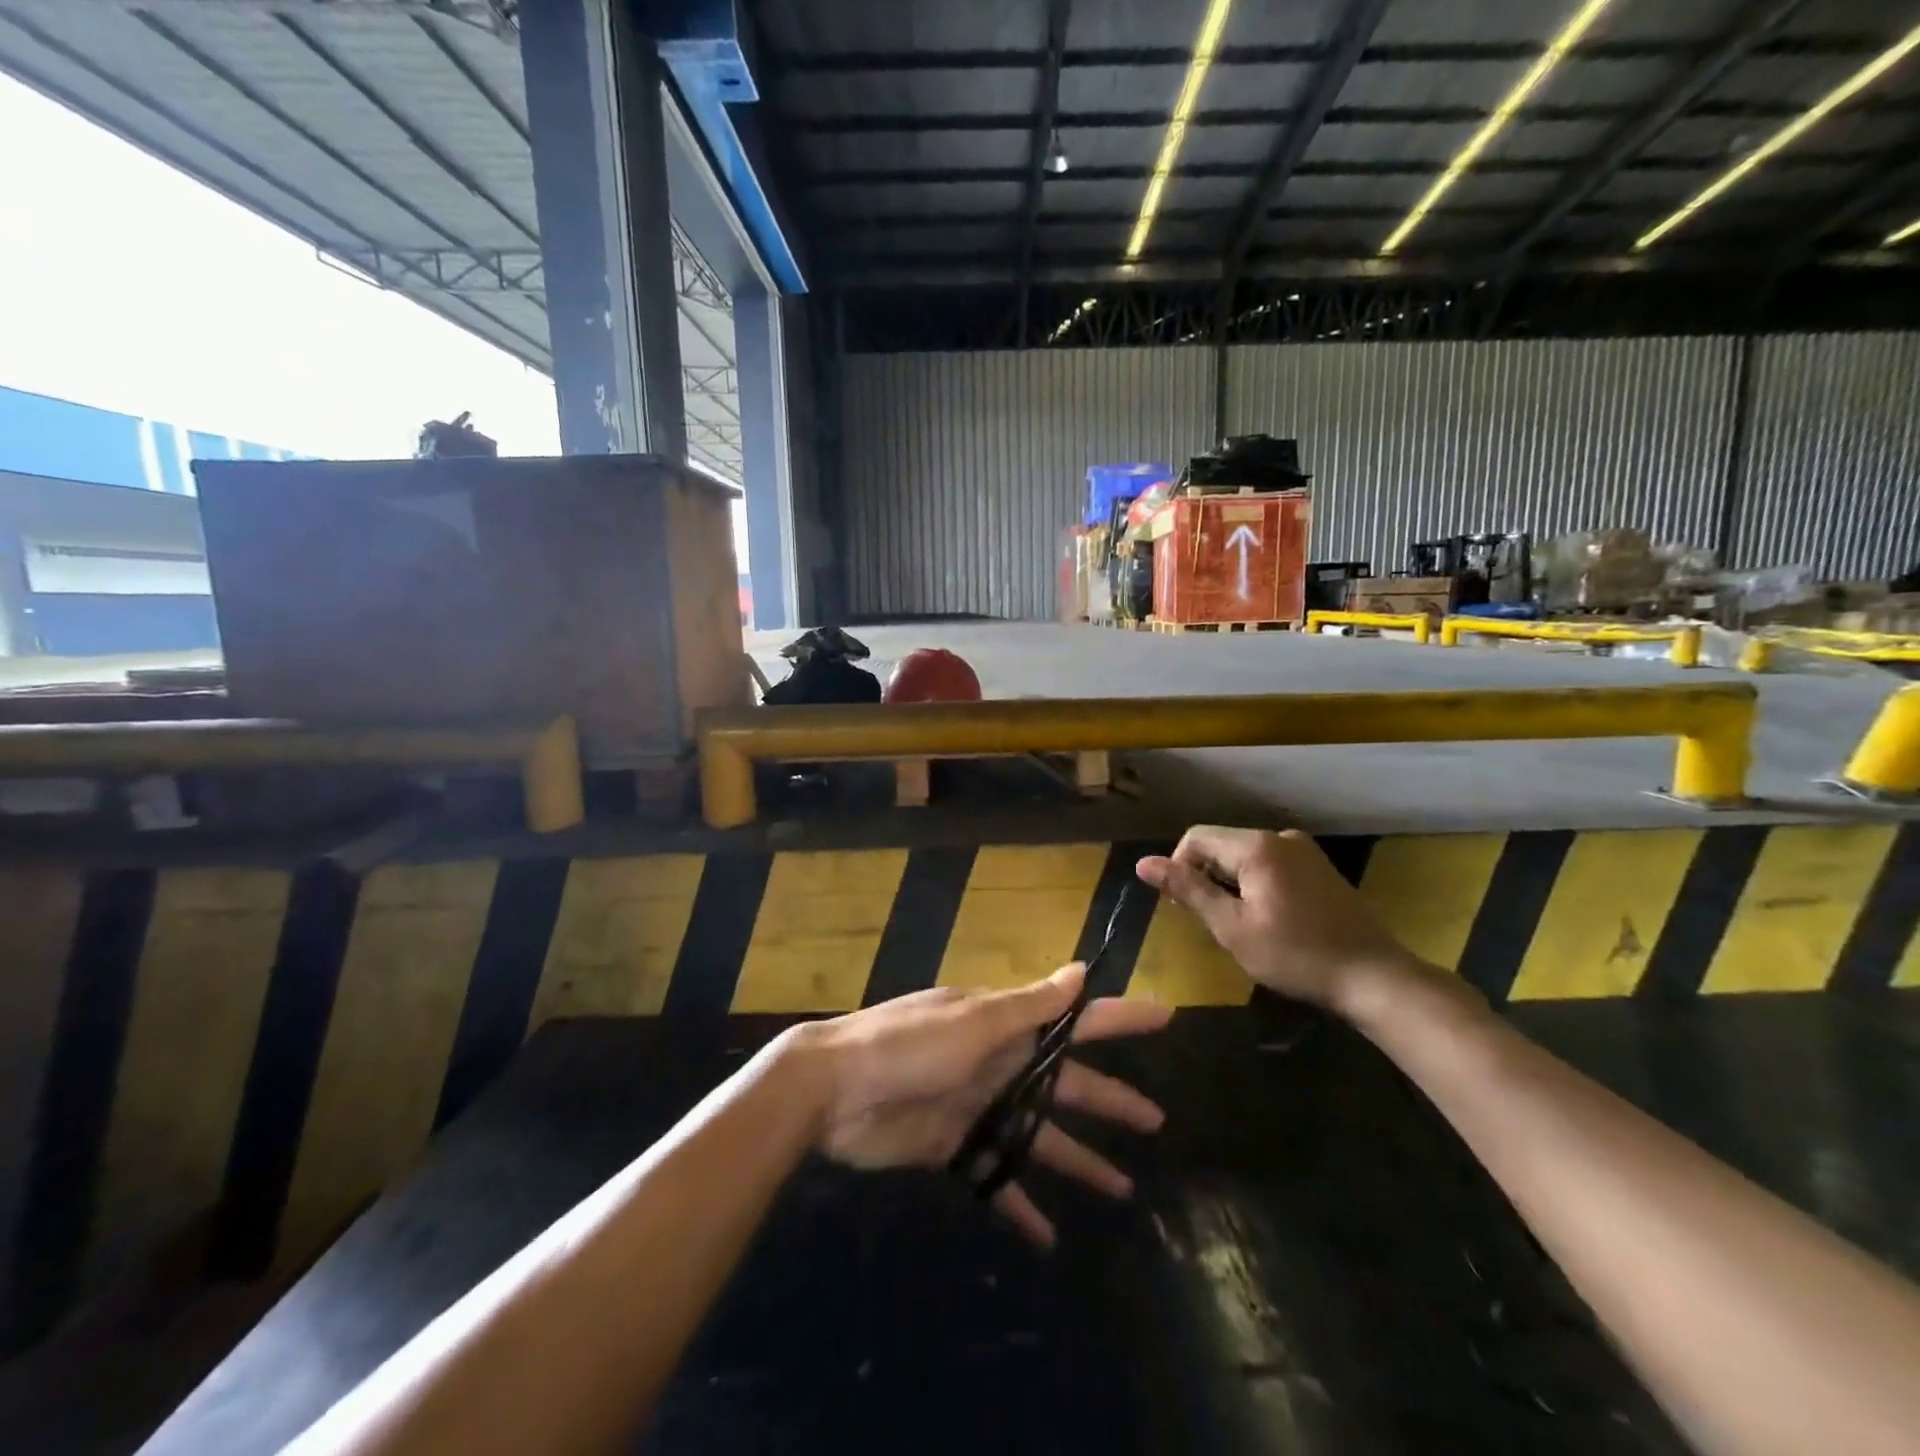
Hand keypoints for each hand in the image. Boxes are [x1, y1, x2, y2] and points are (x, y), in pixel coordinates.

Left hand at [793, 966, 1170, 1244]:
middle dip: (1110, 1098)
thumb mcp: (973, 1020)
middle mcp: (998, 1062)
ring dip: (1078, 1158)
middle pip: (1067, 1083)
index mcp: (1005, 1025)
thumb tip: (1080, 970)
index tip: (1165, 1016)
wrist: (834, 1090)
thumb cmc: (907, 1045)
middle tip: (1157, 1120)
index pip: (1075, 1019)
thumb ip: (1029, 1005)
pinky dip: (1019, 1203)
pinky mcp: (953, 1145)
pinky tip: (1048, 1237)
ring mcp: (977, 1105)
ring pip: (1040, 1134)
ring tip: (1123, 1189)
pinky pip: (996, 1176)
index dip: (1120, 1017)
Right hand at [1136, 826, 1426, 1016]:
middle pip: (1220, 844)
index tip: (1184, 908)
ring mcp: (1303, 850)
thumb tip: (1143, 863)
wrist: (1374, 977)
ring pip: (1243, 856)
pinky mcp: (1318, 867)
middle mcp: (1279, 837)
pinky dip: (1255, 884)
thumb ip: (1188, 890)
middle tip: (1212, 922)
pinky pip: (1269, 864)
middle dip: (1205, 877)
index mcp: (1256, 846)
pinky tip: (1268, 919)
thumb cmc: (1296, 955)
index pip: (1195, 838)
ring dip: (1230, 884)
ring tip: (1240, 924)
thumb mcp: (1232, 927)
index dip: (1178, 868)